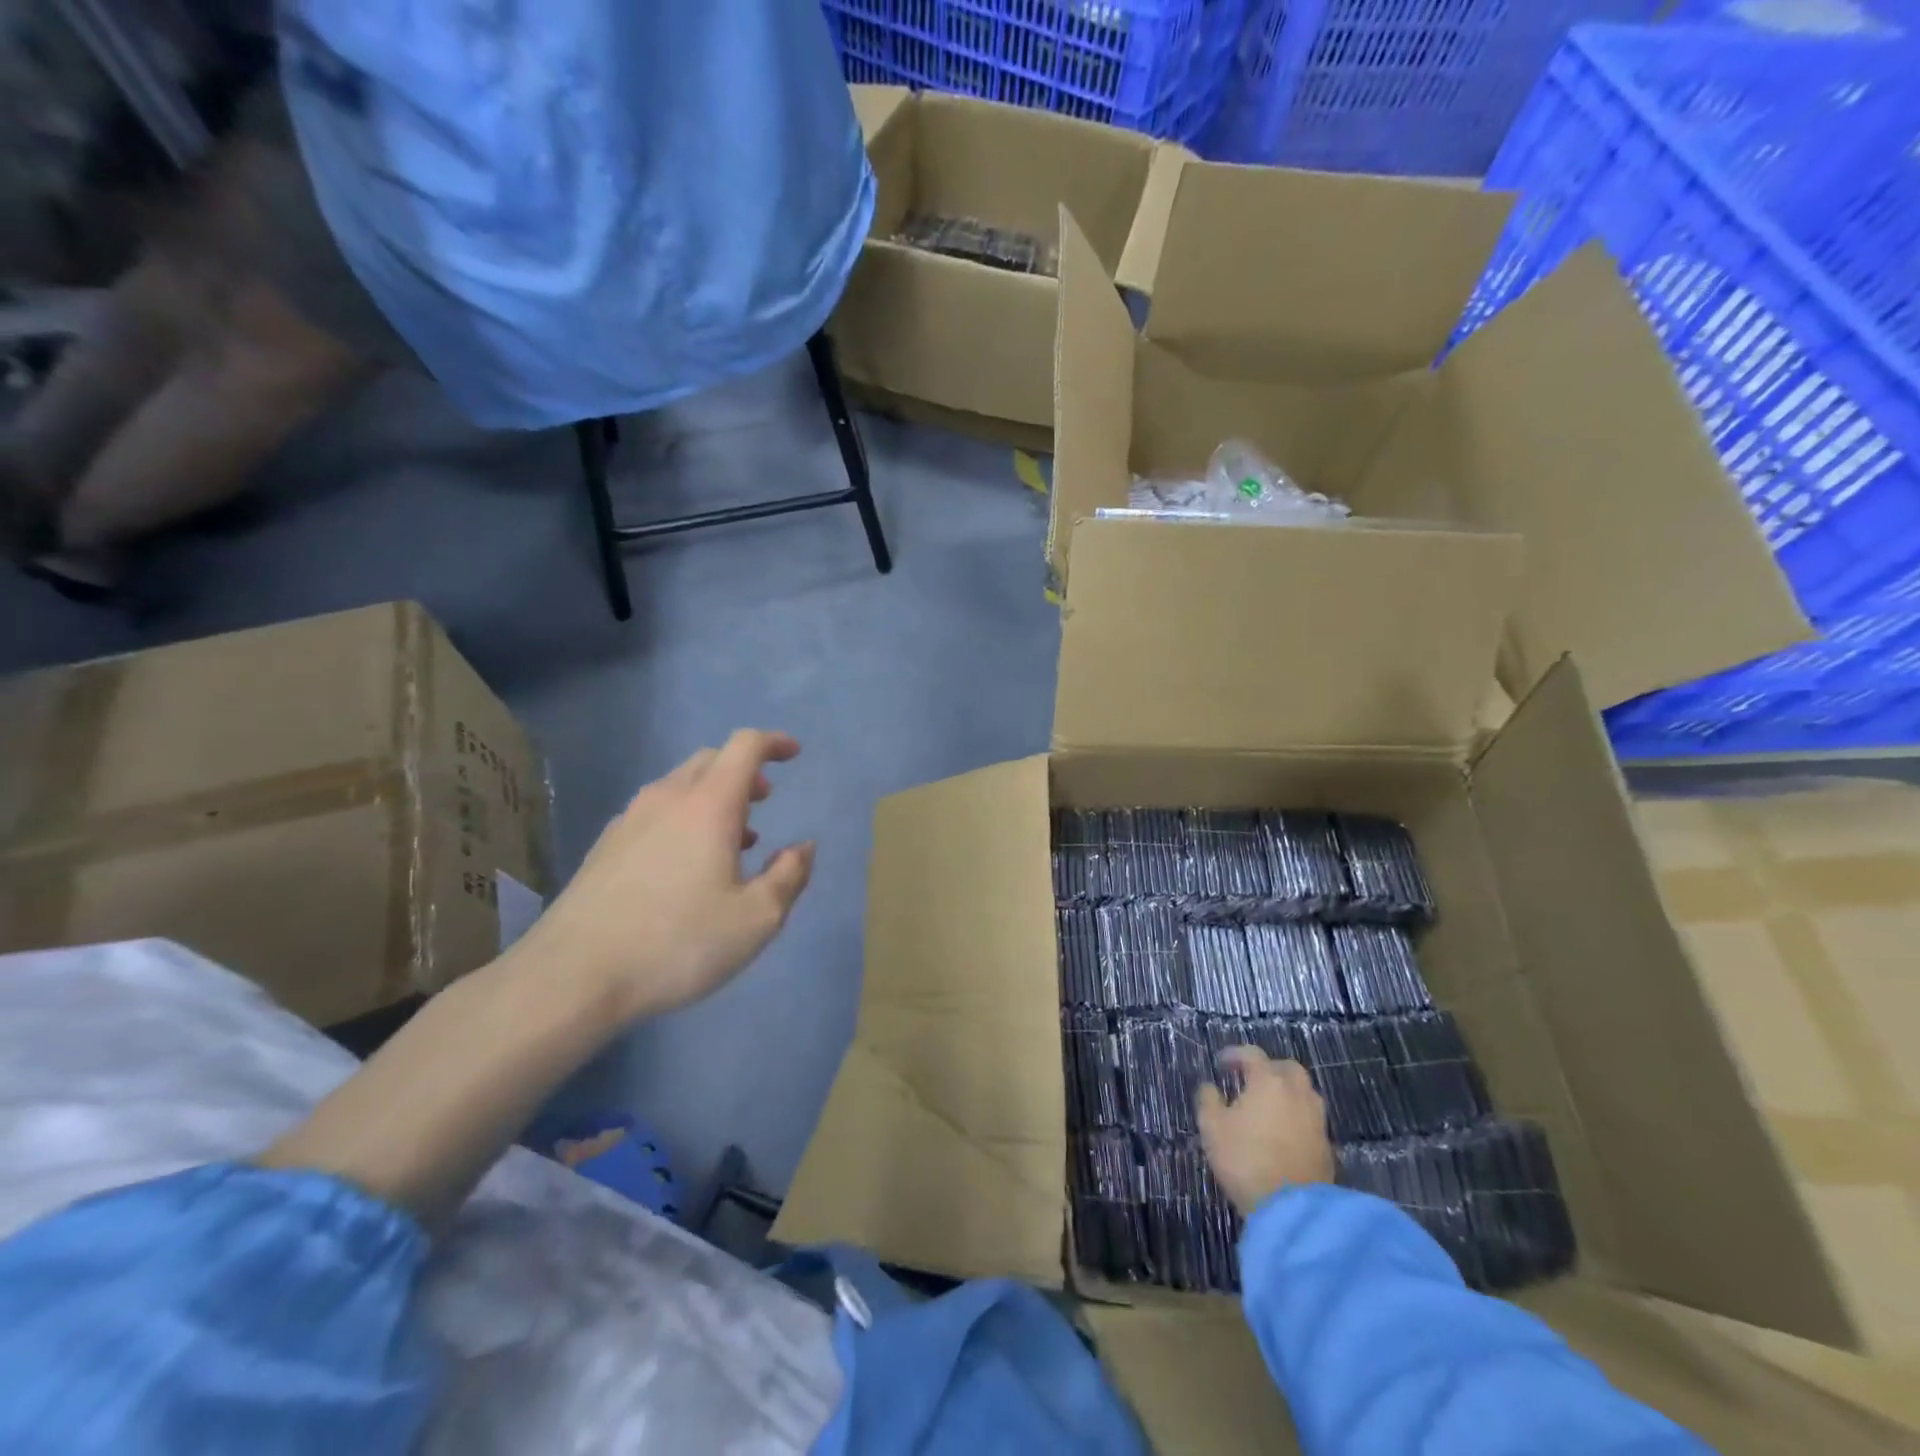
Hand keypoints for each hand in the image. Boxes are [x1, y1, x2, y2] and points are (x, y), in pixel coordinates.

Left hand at [523, 730, 814, 1021]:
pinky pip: (655, 812)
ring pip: (680, 786)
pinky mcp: (605, 847)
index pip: (744, 747)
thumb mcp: (756, 919)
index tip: (793, 753)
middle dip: (744, 771)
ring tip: (734, 838)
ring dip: (714, 797)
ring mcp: (629, 821)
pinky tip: (687, 863)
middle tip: (764, 799)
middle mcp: (667, 799)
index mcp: (708, 805)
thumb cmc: (677, 943)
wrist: (572, 976)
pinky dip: (684, 818)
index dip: (773, 743)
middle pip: (710, 760)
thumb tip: (803, 847)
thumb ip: (789, 876)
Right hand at [1196, 1047, 1335, 1215]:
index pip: (1252, 1055)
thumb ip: (1208, 1100)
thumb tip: (1210, 1086)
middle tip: (1250, 1080)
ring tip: (1268, 1106)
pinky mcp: (1327, 1145)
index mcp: (1268, 1081)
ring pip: (1304, 1092)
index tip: (1220, 1064)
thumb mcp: (1212, 1127)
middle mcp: (1297, 1093)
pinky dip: (1296, 1116)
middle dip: (1268, 1068)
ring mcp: (1316, 1119)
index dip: (1234, 1054)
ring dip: (1286, 1092)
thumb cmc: (1246, 1160)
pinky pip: (1310, 1118)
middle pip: (1287, 1068)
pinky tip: (1282, 1131)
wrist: (1293, 1209)